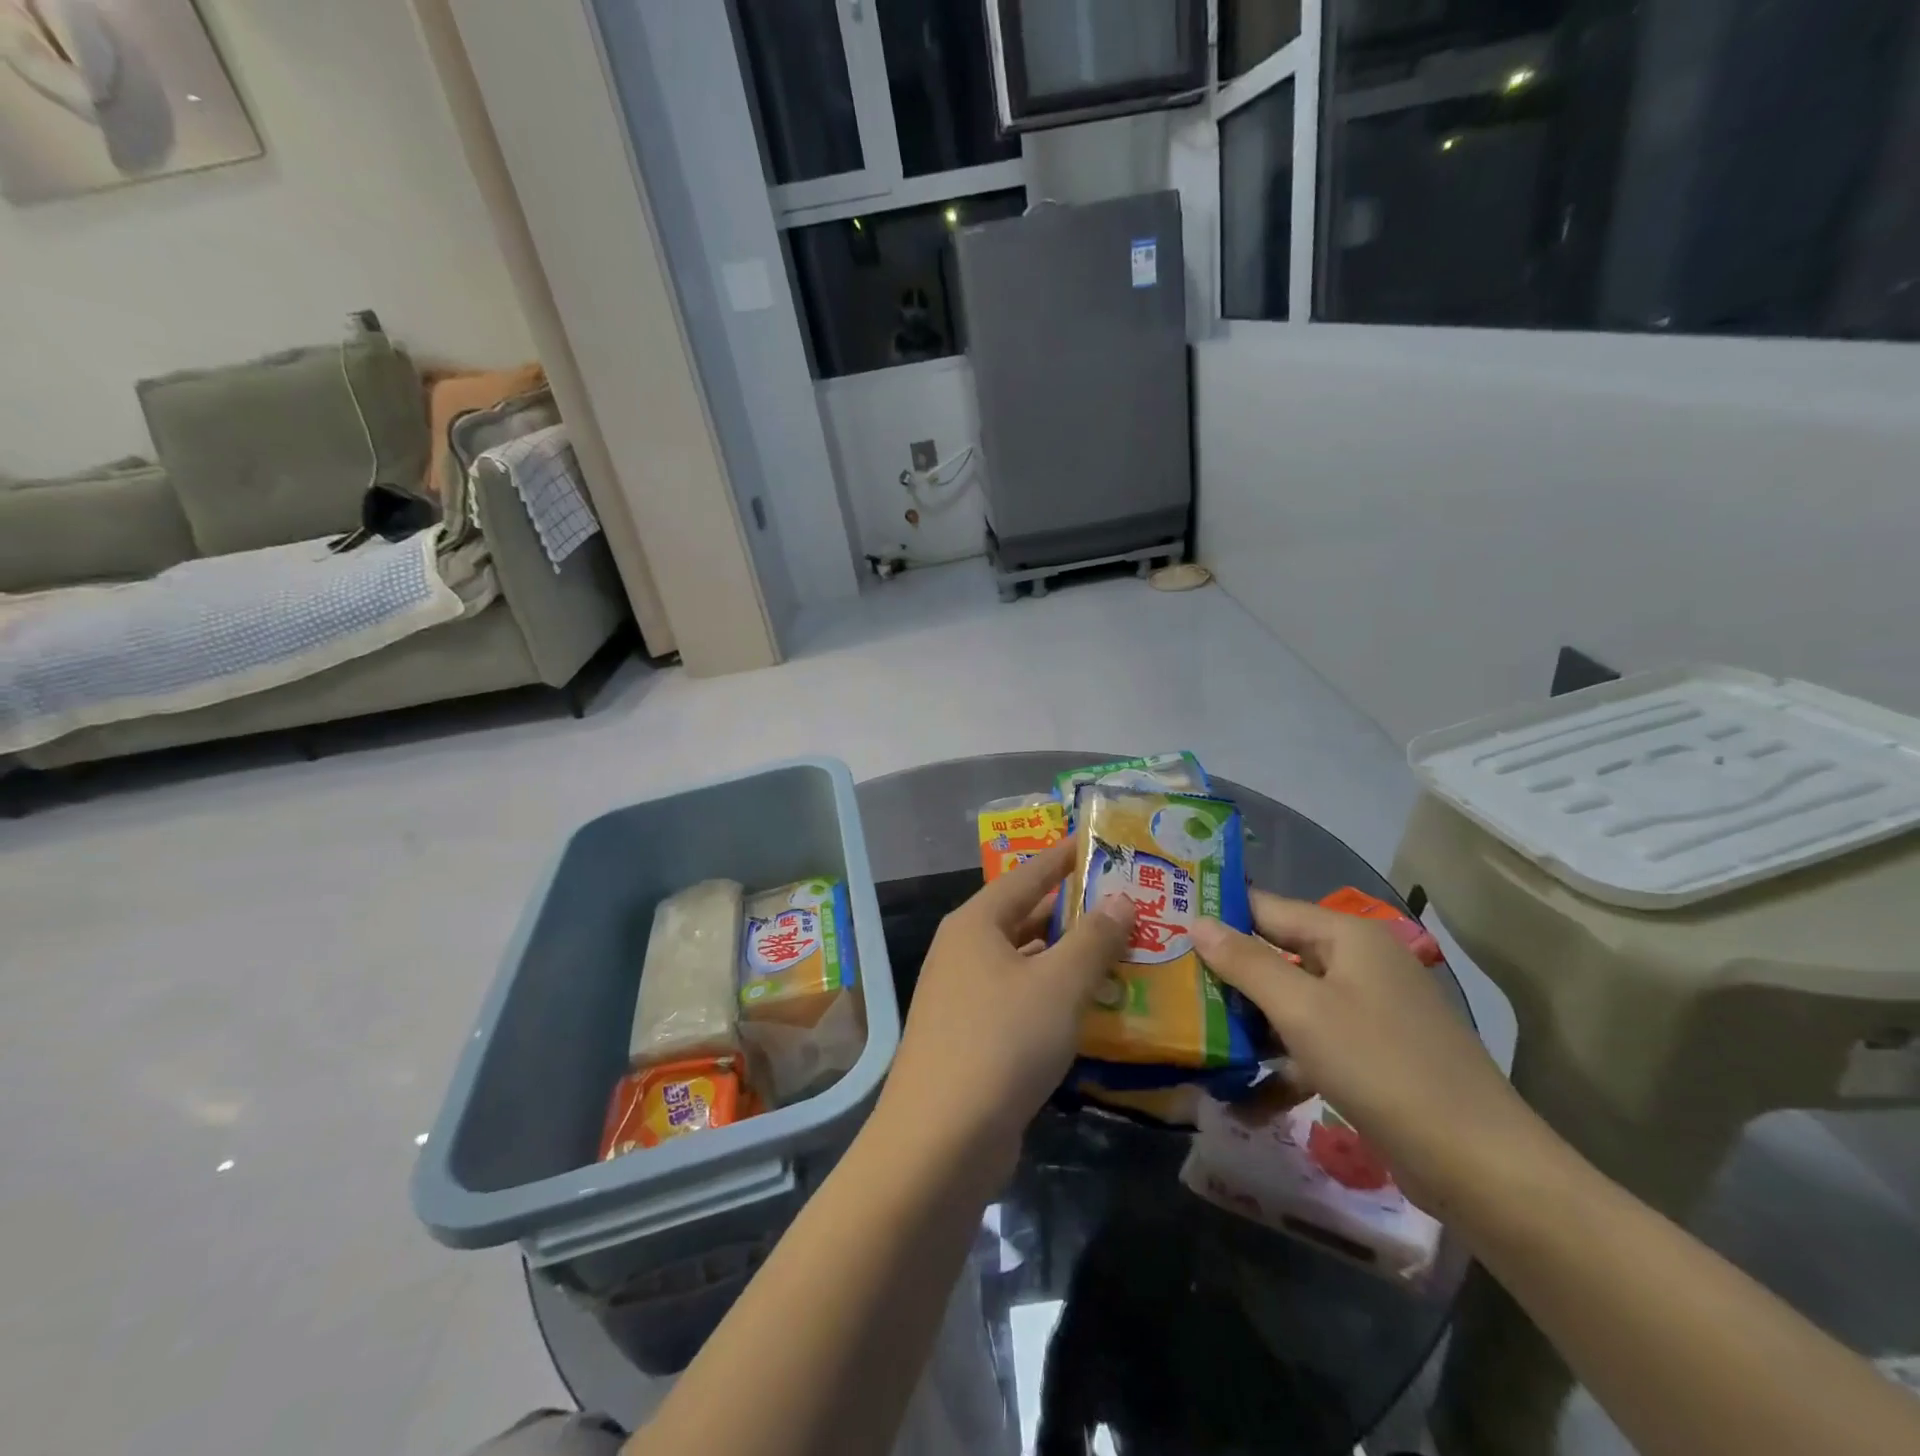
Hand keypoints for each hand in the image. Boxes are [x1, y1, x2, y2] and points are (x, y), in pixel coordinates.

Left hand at [875, 838, 1135, 1187]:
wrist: (940, 1141)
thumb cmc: (1001, 1042)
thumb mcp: (1059, 985)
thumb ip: (1094, 939)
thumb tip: (1120, 899)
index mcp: (976, 924)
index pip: (1027, 875)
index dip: (1063, 857)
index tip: (1095, 842)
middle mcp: (965, 952)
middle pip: (1026, 918)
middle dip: (1075, 912)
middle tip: (1128, 902)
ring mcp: (964, 997)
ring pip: (1027, 963)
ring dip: (1070, 959)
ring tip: (1124, 950)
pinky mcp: (973, 1038)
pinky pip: (1022, 1001)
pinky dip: (1056, 998)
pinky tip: (1094, 1008)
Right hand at [1192, 891, 1555, 1214]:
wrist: (1482, 1167)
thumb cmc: (1381, 1067)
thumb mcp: (1302, 1011)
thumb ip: (1245, 963)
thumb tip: (1196, 922)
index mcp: (1346, 937)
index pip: (1265, 909)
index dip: (1217, 917)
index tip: (1164, 928)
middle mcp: (1357, 964)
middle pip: (1275, 956)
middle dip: (1224, 976)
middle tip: (1167, 986)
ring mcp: (1366, 1012)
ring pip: (1288, 1004)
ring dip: (1245, 1025)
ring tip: (1190, 1039)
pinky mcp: (1370, 1057)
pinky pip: (1310, 1046)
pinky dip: (1278, 1067)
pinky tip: (1238, 1100)